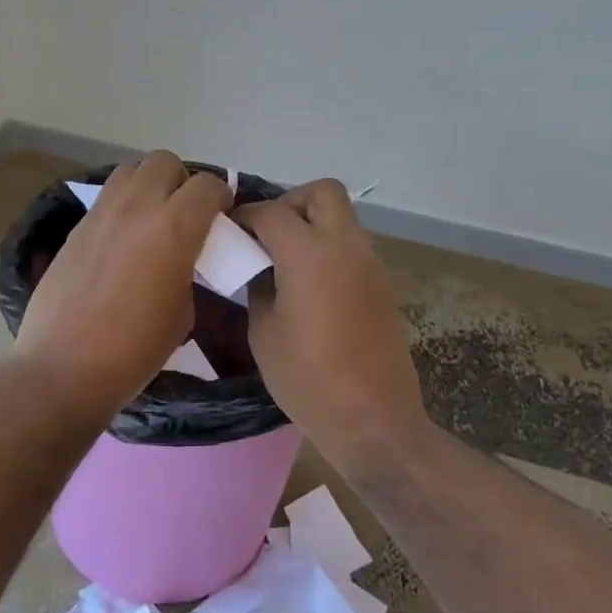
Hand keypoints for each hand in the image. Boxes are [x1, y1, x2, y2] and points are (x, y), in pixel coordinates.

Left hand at [15, 152, 231, 425]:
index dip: (220, 196)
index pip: (207, 185)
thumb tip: (182, 259)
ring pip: (131, 169)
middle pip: (165, 162)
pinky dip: (122, 205)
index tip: (222, 216)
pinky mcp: (76, 227)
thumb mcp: (183, 312)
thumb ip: (188, 270)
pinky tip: (123, 238)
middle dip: (182, 181)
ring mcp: (101, 213)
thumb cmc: (135, 349)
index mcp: (174, 227)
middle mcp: (137, 207)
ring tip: (152, 217)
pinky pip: (107, 197)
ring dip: (149, 184)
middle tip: (185, 213)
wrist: (65, 366)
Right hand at [236, 180, 427, 450]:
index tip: (229, 229)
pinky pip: (352, 245)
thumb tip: (259, 267)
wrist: (373, 420)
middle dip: (291, 202)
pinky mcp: (382, 284)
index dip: (246, 215)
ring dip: (312, 224)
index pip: (273, 212)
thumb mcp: (264, 333)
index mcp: (310, 256)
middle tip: (268, 234)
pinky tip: (308, 283)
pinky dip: (328, 248)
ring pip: (341, 217)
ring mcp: (370, 264)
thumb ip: (258, 287)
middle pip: (323, 192)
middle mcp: (346, 247)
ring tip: (284, 259)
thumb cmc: (307, 379)